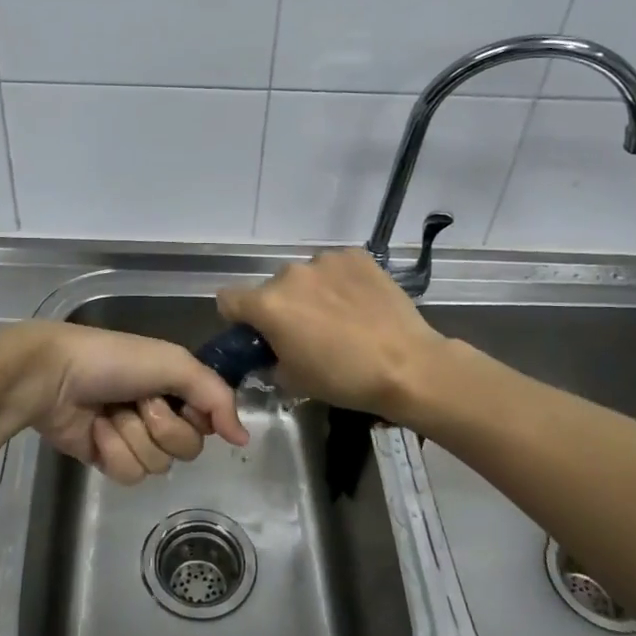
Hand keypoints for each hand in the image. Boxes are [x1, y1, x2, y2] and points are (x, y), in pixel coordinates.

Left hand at [12, 322, 248, 485]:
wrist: (52, 376)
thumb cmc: (113, 361)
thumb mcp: (174, 363)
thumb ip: (216, 396)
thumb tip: (244, 438)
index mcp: (176, 386)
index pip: (209, 420)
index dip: (198, 416)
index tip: (180, 401)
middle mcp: (159, 412)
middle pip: (188, 448)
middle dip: (162, 426)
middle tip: (138, 403)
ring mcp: (132, 438)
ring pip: (158, 465)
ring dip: (133, 437)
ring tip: (110, 413)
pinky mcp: (107, 459)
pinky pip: (129, 475)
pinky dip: (113, 451)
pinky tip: (96, 430)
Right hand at [216, 249, 447, 421]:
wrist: (407, 365)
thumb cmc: (344, 379)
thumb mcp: (293, 380)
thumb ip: (271, 359)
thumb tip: (273, 351)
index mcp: (267, 305)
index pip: (228, 299)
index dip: (238, 318)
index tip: (257, 334)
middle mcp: (290, 274)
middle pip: (272, 288)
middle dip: (282, 307)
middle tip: (306, 332)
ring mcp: (325, 261)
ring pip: (305, 276)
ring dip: (312, 292)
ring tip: (340, 318)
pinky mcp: (356, 256)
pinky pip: (336, 267)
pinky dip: (340, 282)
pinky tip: (360, 304)